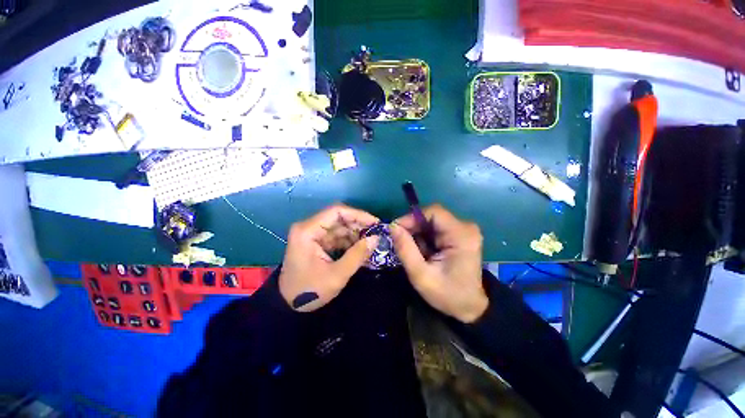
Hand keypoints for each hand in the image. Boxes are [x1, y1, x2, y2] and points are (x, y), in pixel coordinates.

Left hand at [279, 204, 379, 311]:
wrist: (288, 306)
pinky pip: (337, 236)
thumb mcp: (336, 276)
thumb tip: (376, 238)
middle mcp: (309, 227)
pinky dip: (350, 241)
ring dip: (356, 233)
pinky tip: (361, 248)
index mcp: (308, 231)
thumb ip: (357, 255)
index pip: (336, 211)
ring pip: (340, 226)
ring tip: (371, 243)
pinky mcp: (317, 242)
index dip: (358, 215)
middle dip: (359, 225)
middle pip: (339, 217)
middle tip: (376, 234)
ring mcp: (313, 234)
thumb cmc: (309, 291)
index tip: (375, 223)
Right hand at [391, 204, 487, 322]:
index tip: (396, 230)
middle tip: (400, 242)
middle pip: (431, 216)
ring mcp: (463, 230)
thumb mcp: (421, 276)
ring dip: (417, 233)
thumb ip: (405, 250)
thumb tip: (392, 227)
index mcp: (461, 236)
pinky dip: (423, 237)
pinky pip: (435, 228)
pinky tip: (422, 251)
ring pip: (431, 221)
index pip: (433, 212)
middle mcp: (465, 227)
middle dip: (413, 227)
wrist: (470, 306)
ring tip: (412, 251)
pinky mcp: (458, 234)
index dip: (411, 217)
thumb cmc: (448, 294)